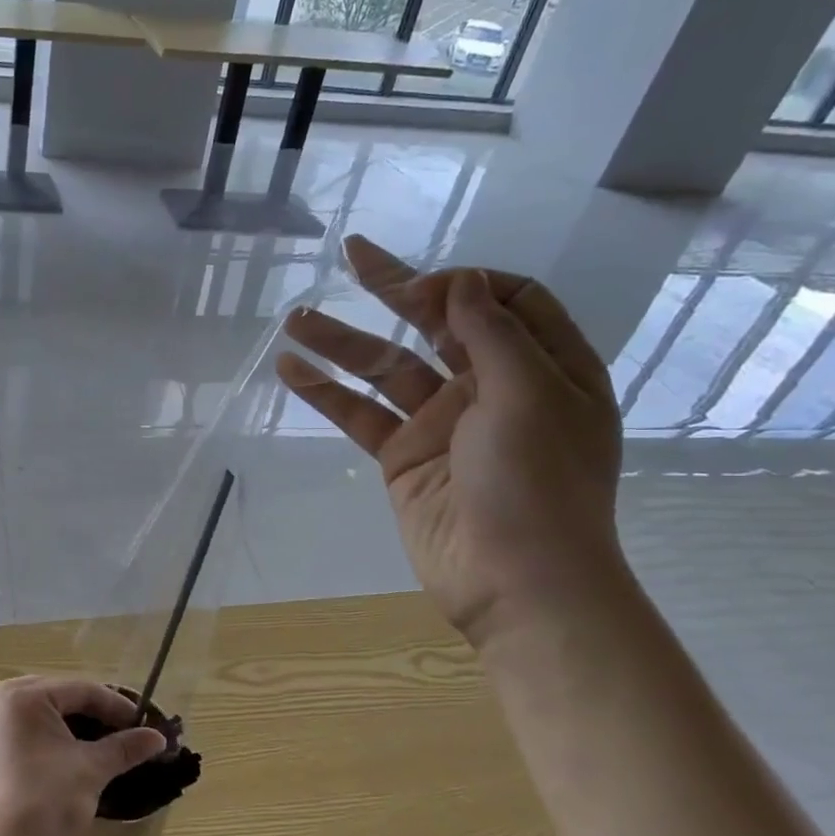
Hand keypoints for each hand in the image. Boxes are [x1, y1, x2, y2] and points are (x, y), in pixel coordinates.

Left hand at [0, 678, 168, 835]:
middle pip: (69, 698)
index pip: (84, 690)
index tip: (149, 725)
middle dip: (102, 716)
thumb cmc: (45, 802)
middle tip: (135, 734)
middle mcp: (9, 698)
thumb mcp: (91, 770)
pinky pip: (41, 729)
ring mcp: (1, 722)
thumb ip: (125, 747)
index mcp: (26, 695)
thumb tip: (159, 737)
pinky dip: (66, 738)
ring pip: (56, 714)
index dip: (120, 707)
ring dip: (86, 728)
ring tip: (118, 745)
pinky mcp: (1, 746)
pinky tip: (89, 754)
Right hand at [276, 235, 625, 648]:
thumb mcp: (529, 395)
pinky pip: (362, 415)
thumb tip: (458, 280)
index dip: (464, 284)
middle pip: (438, 325)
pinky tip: (291, 371)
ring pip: (387, 369)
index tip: (422, 287)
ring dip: (342, 343)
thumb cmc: (538, 483)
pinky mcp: (403, 458)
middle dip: (395, 290)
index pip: (506, 301)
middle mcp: (491, 388)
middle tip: (351, 254)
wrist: (516, 582)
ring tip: (294, 319)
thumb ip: (491, 333)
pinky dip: (327, 393)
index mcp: (543, 368)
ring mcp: (442, 424)